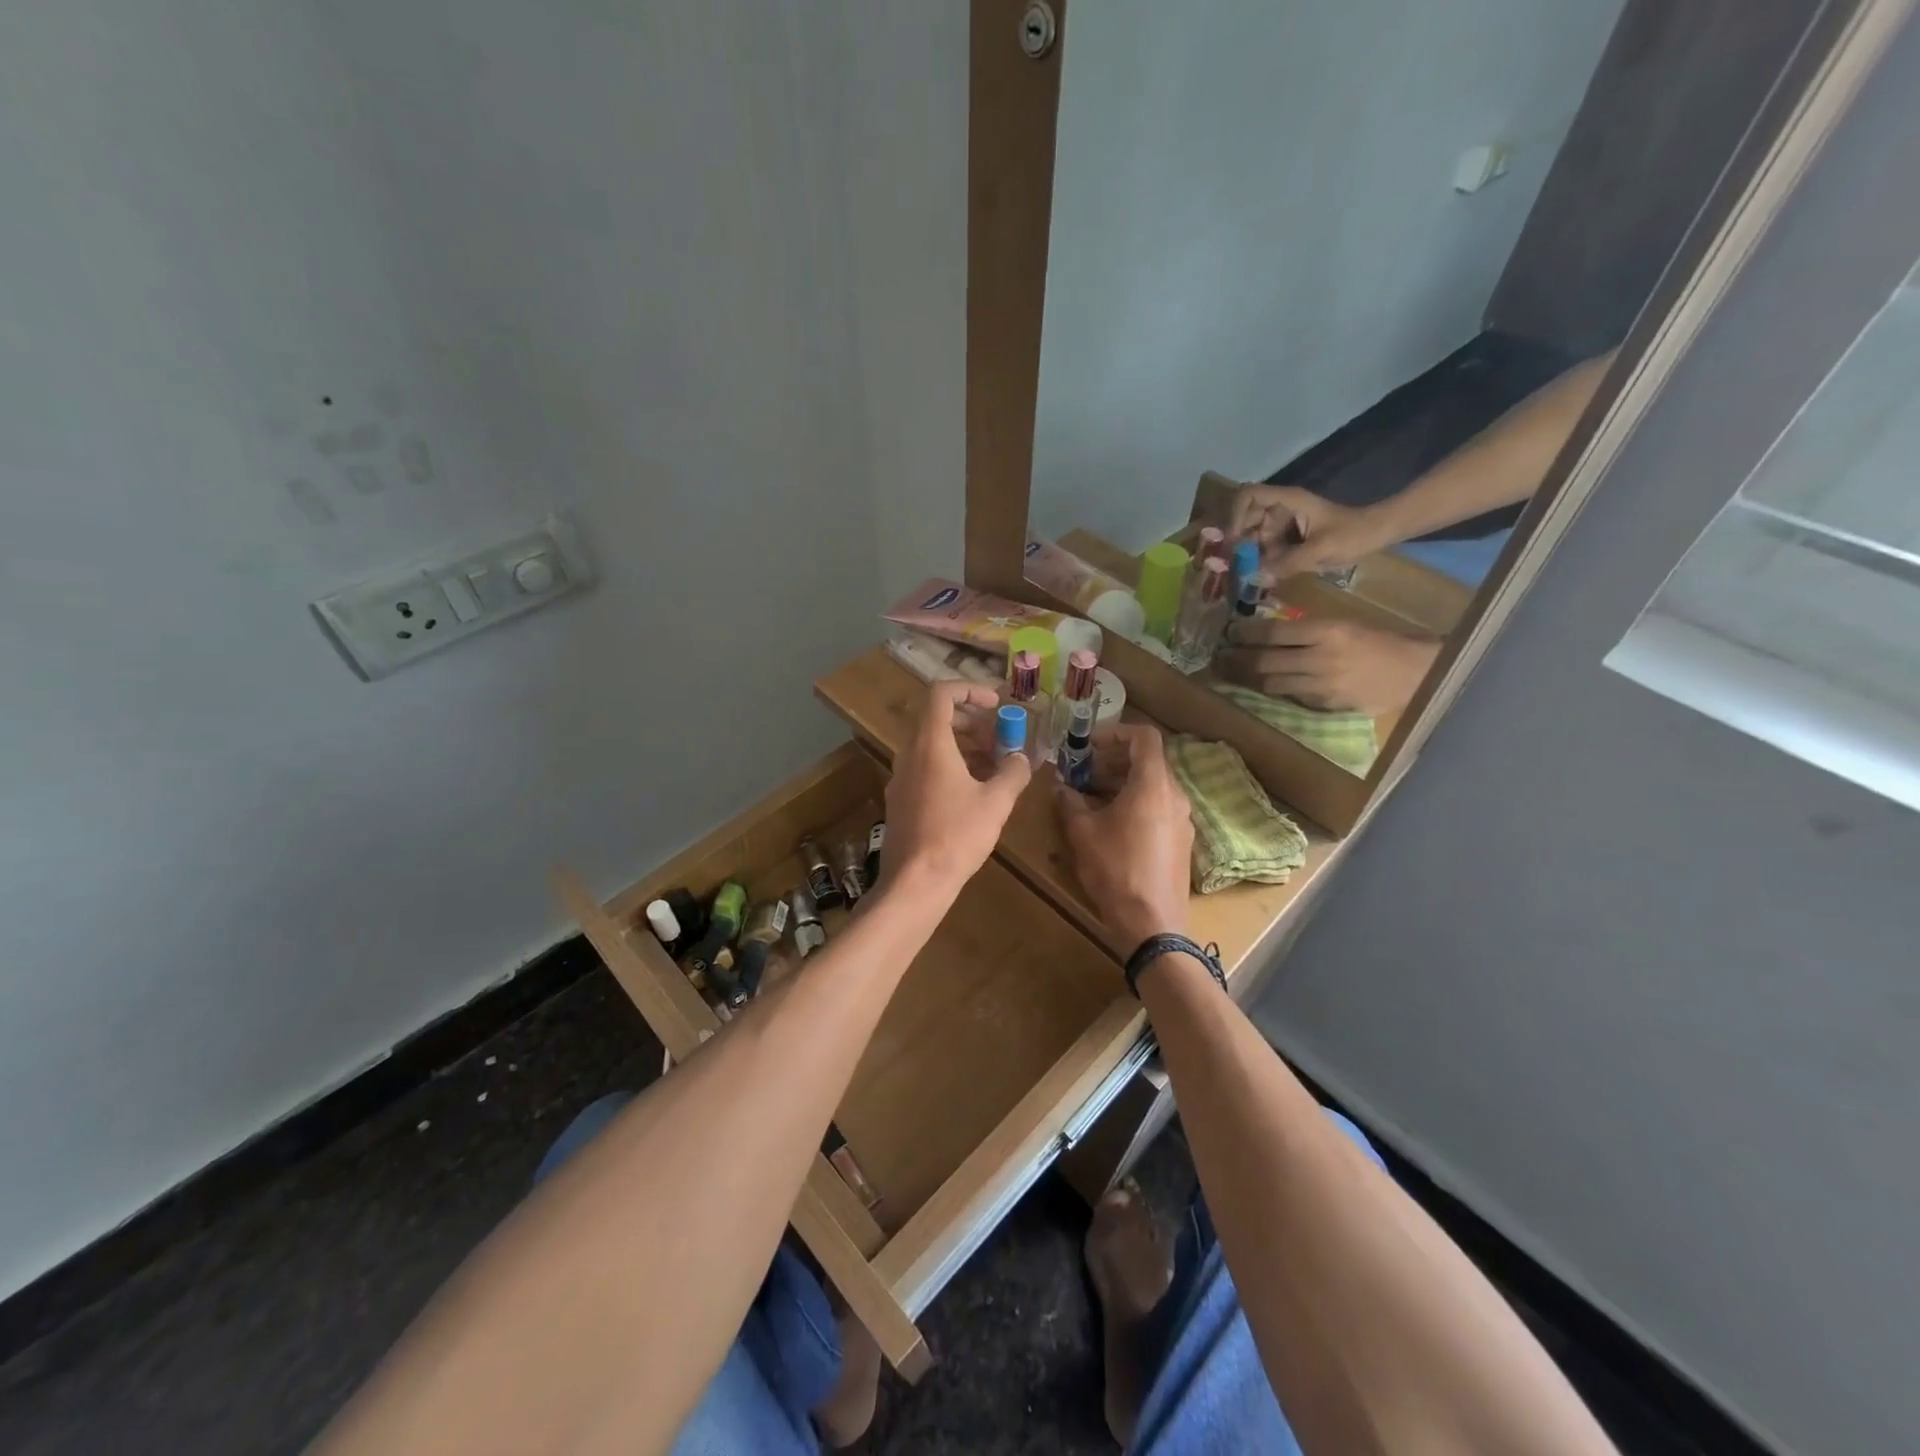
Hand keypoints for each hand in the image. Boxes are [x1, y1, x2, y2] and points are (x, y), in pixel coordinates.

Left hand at [883, 681, 1030, 897]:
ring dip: (965, 749)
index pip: (941, 694)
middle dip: (973, 724)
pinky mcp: (899, 802)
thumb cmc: (957, 835)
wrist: (915, 882)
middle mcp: (909, 755)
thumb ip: (1013, 772)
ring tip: (994, 770)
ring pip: (932, 748)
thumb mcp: (996, 802)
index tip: (996, 704)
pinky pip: (926, 770)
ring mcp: (900, 779)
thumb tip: (1020, 758)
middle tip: (1001, 742)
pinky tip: (973, 796)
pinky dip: (951, 769)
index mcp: (930, 745)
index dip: (970, 690)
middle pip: (938, 720)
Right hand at [1055, 723, 1193, 947]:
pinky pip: (1158, 808)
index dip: (1115, 732)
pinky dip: (1135, 803)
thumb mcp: (1082, 833)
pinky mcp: (1181, 841)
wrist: (1152, 924)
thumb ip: (1070, 802)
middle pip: (1147, 761)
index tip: (1088, 744)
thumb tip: (1061, 787)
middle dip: (1112, 760)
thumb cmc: (1116, 870)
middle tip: (1082, 771)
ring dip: (1121, 783)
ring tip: (1090, 798)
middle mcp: (1175, 795)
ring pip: (1152, 786)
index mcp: (1153, 784)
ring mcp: (1182, 820)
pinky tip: (1110, 825)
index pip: (1144, 736)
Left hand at [1215, 617, 1439, 713]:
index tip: (1230, 633)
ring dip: (1248, 679)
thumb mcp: (1346, 624)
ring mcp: (1322, 685)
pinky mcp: (1326, 705)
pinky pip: (1291, 698)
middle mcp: (1320, 658)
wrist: (1417, 673)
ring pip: (1272, 683)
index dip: (1246, 634)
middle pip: (1265, 661)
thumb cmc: (1383, 641)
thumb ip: (1309, 630)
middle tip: (1218, 658)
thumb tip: (1268, 633)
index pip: (1274, 633)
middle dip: (1237, 659)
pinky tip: (1259, 687)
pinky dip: (1274, 691)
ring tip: (1228, 674)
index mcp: (1328, 631)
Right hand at [1229, 484, 1388, 579]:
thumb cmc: (1353, 534)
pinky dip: (1260, 560)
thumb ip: (1288, 563)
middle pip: (1245, 519)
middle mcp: (1281, 509)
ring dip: (1248, 554)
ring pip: (1253, 535)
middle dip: (1238, 542)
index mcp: (1288, 501)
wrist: (1378, 534)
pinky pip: (1265, 547)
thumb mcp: (1322, 550)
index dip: (1235, 515)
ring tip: (1248, 574)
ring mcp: (1284, 522)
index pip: (1248, 495)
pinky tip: (1260, 575)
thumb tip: (1256, 577)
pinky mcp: (1288, 537)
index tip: (1234, 541)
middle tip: (1236, 566)